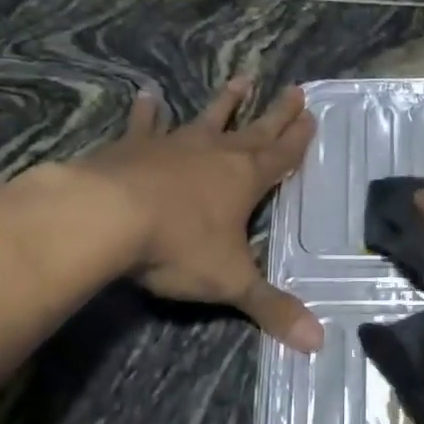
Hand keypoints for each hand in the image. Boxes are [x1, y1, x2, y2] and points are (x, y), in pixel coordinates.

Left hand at [80, 78, 322, 350]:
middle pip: (254, 130)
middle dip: (276, 113)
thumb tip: (318, 344)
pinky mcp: (132, 147)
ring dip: (226, 102)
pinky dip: (148, 111)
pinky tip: (148, 94)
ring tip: (241, 79)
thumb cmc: (177, 247)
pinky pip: (145, 125)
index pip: (281, 156)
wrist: (105, 218)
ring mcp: (172, 146)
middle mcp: (214, 154)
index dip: (298, 139)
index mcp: (244, 180)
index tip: (312, 114)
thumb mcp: (231, 282)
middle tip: (295, 89)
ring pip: (206, 119)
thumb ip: (272, 309)